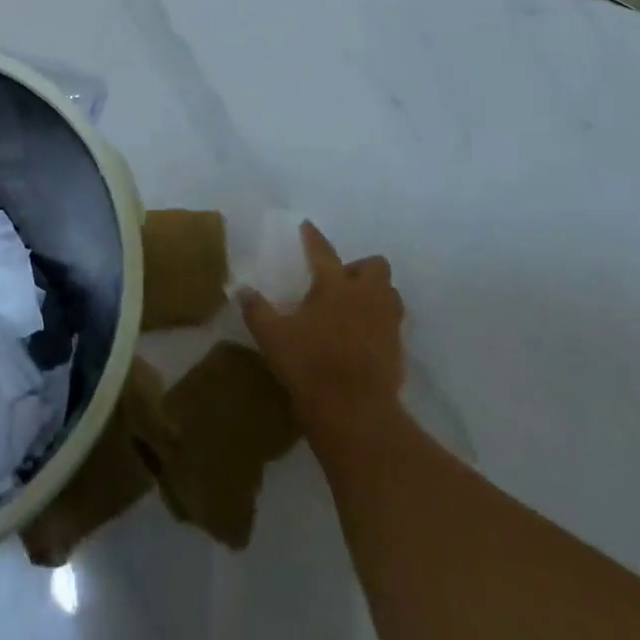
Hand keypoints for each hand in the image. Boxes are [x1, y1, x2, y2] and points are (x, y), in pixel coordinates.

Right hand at [240, 222, 406, 436]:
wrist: (355, 413)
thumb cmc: (310, 366)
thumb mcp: (272, 337)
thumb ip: (256, 310)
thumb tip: (242, 289)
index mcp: (334, 286)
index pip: (323, 252)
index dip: (313, 237)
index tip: (308, 226)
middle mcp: (365, 296)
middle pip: (376, 266)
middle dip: (360, 267)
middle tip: (339, 282)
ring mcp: (386, 322)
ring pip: (390, 293)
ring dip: (375, 293)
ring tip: (354, 307)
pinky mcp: (398, 349)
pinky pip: (392, 323)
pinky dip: (379, 322)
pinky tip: (361, 336)